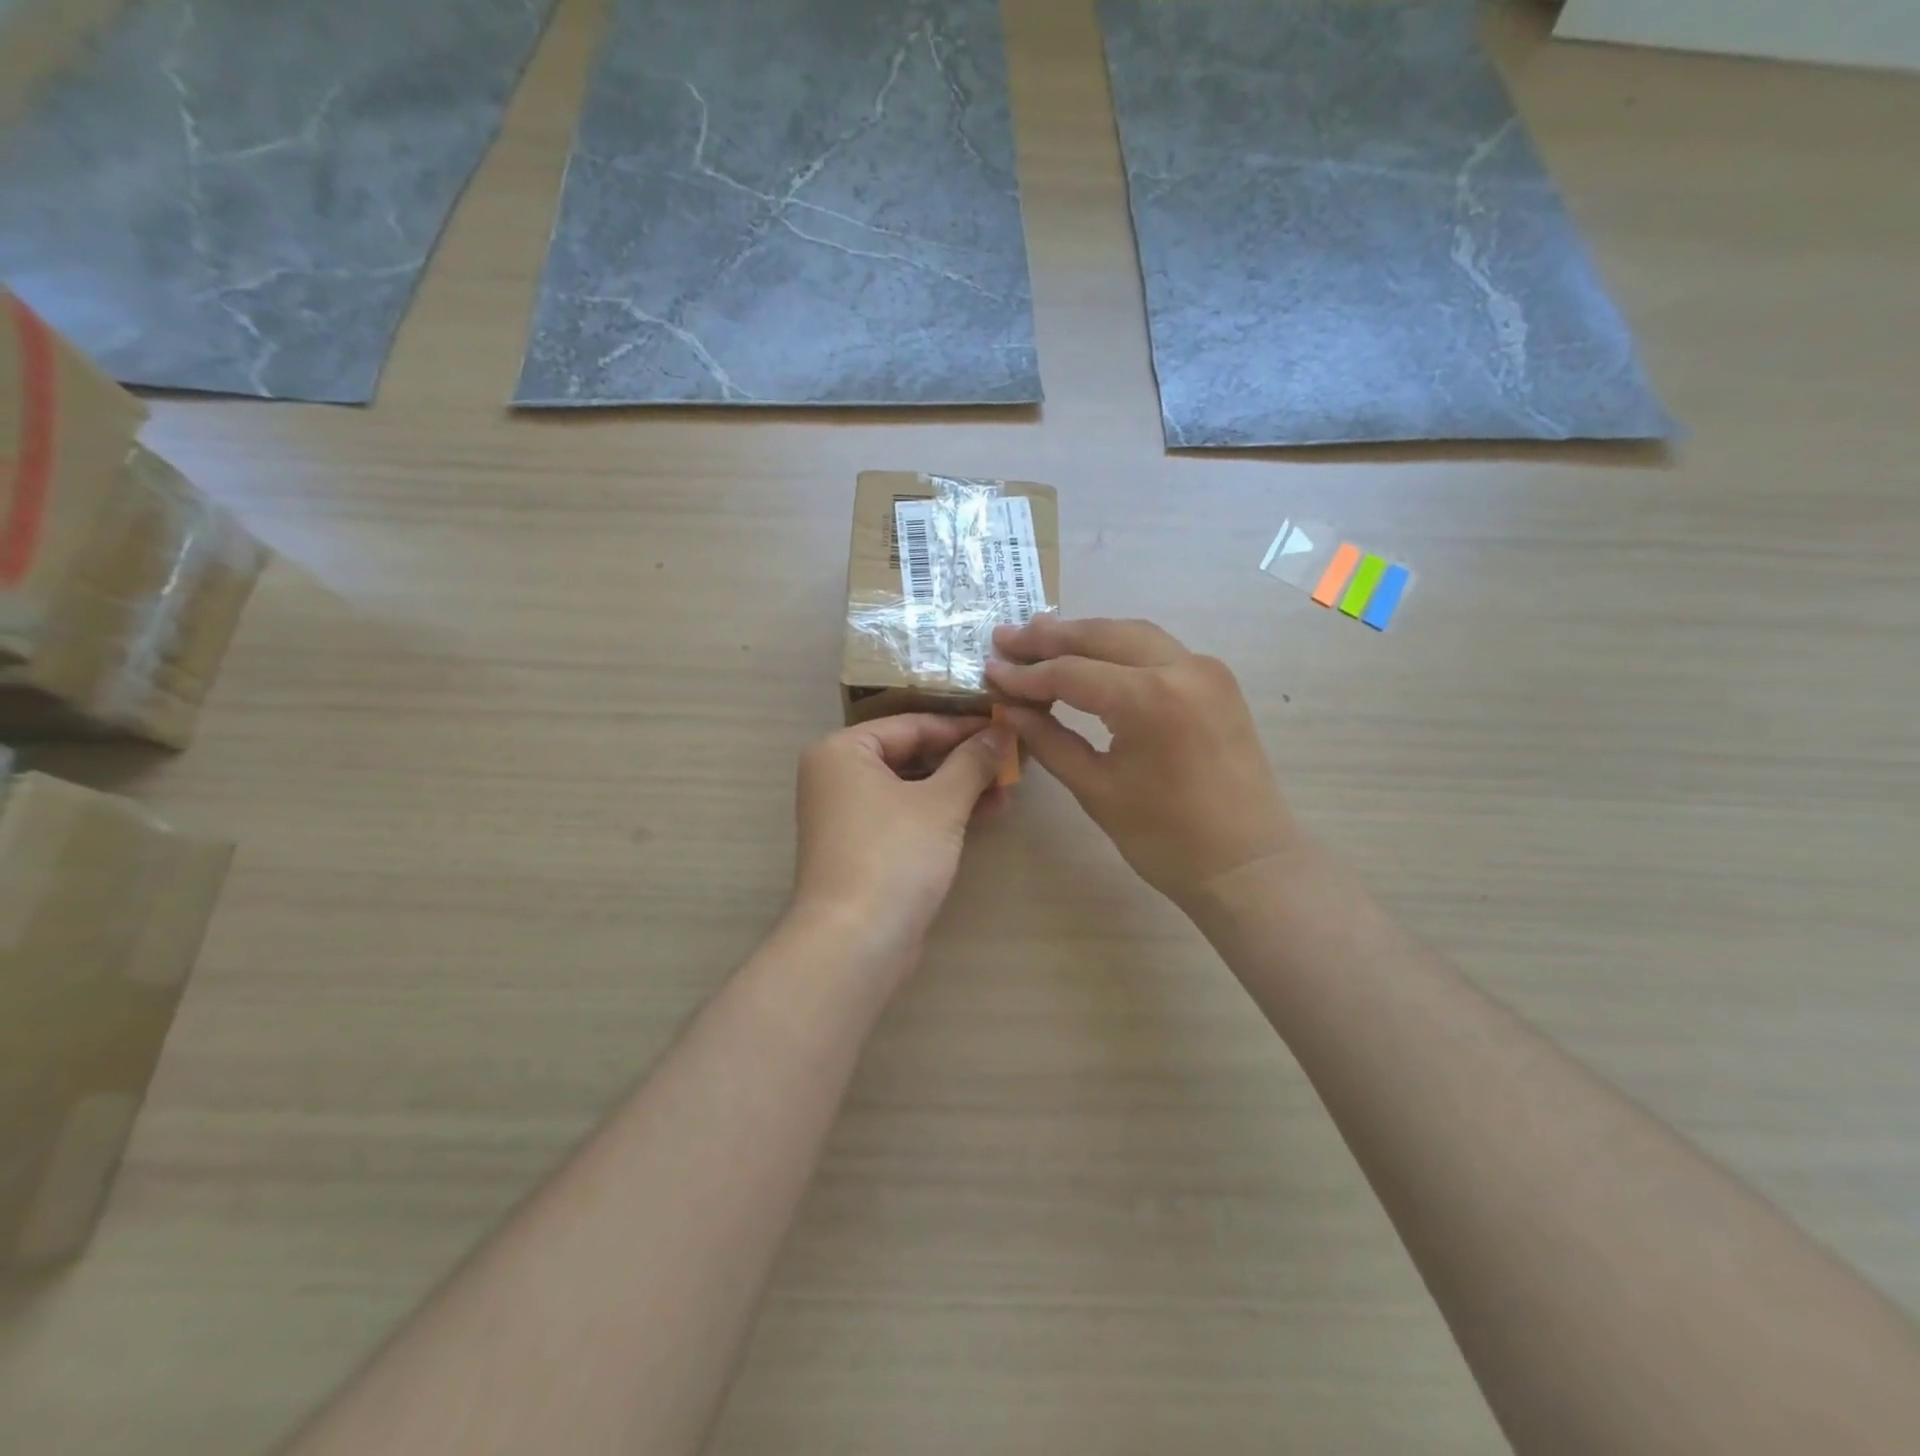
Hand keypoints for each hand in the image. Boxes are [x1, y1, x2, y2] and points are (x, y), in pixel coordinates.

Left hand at [792, 714, 1009, 952]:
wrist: (856, 943)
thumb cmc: (894, 856)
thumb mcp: (941, 802)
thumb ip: (973, 761)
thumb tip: (1002, 731)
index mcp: (843, 751)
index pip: (912, 724)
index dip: (963, 726)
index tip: (1006, 726)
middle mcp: (838, 776)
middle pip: (911, 754)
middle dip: (963, 759)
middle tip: (1011, 759)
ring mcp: (848, 814)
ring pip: (912, 786)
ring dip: (959, 786)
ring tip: (1008, 788)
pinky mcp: (863, 847)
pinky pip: (907, 814)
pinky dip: (942, 811)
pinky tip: (986, 812)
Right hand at [986, 616, 1296, 910]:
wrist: (1248, 865)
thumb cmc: (1166, 839)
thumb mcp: (1096, 789)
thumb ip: (1048, 740)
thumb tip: (1009, 709)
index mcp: (1149, 698)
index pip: (1071, 673)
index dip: (1026, 674)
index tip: (990, 670)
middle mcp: (1182, 667)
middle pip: (1102, 636)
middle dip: (1050, 636)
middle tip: (1006, 638)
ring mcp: (1206, 670)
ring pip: (1133, 634)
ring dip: (1086, 635)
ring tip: (1040, 637)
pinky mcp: (1217, 681)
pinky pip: (1158, 649)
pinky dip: (1119, 647)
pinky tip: (1092, 656)